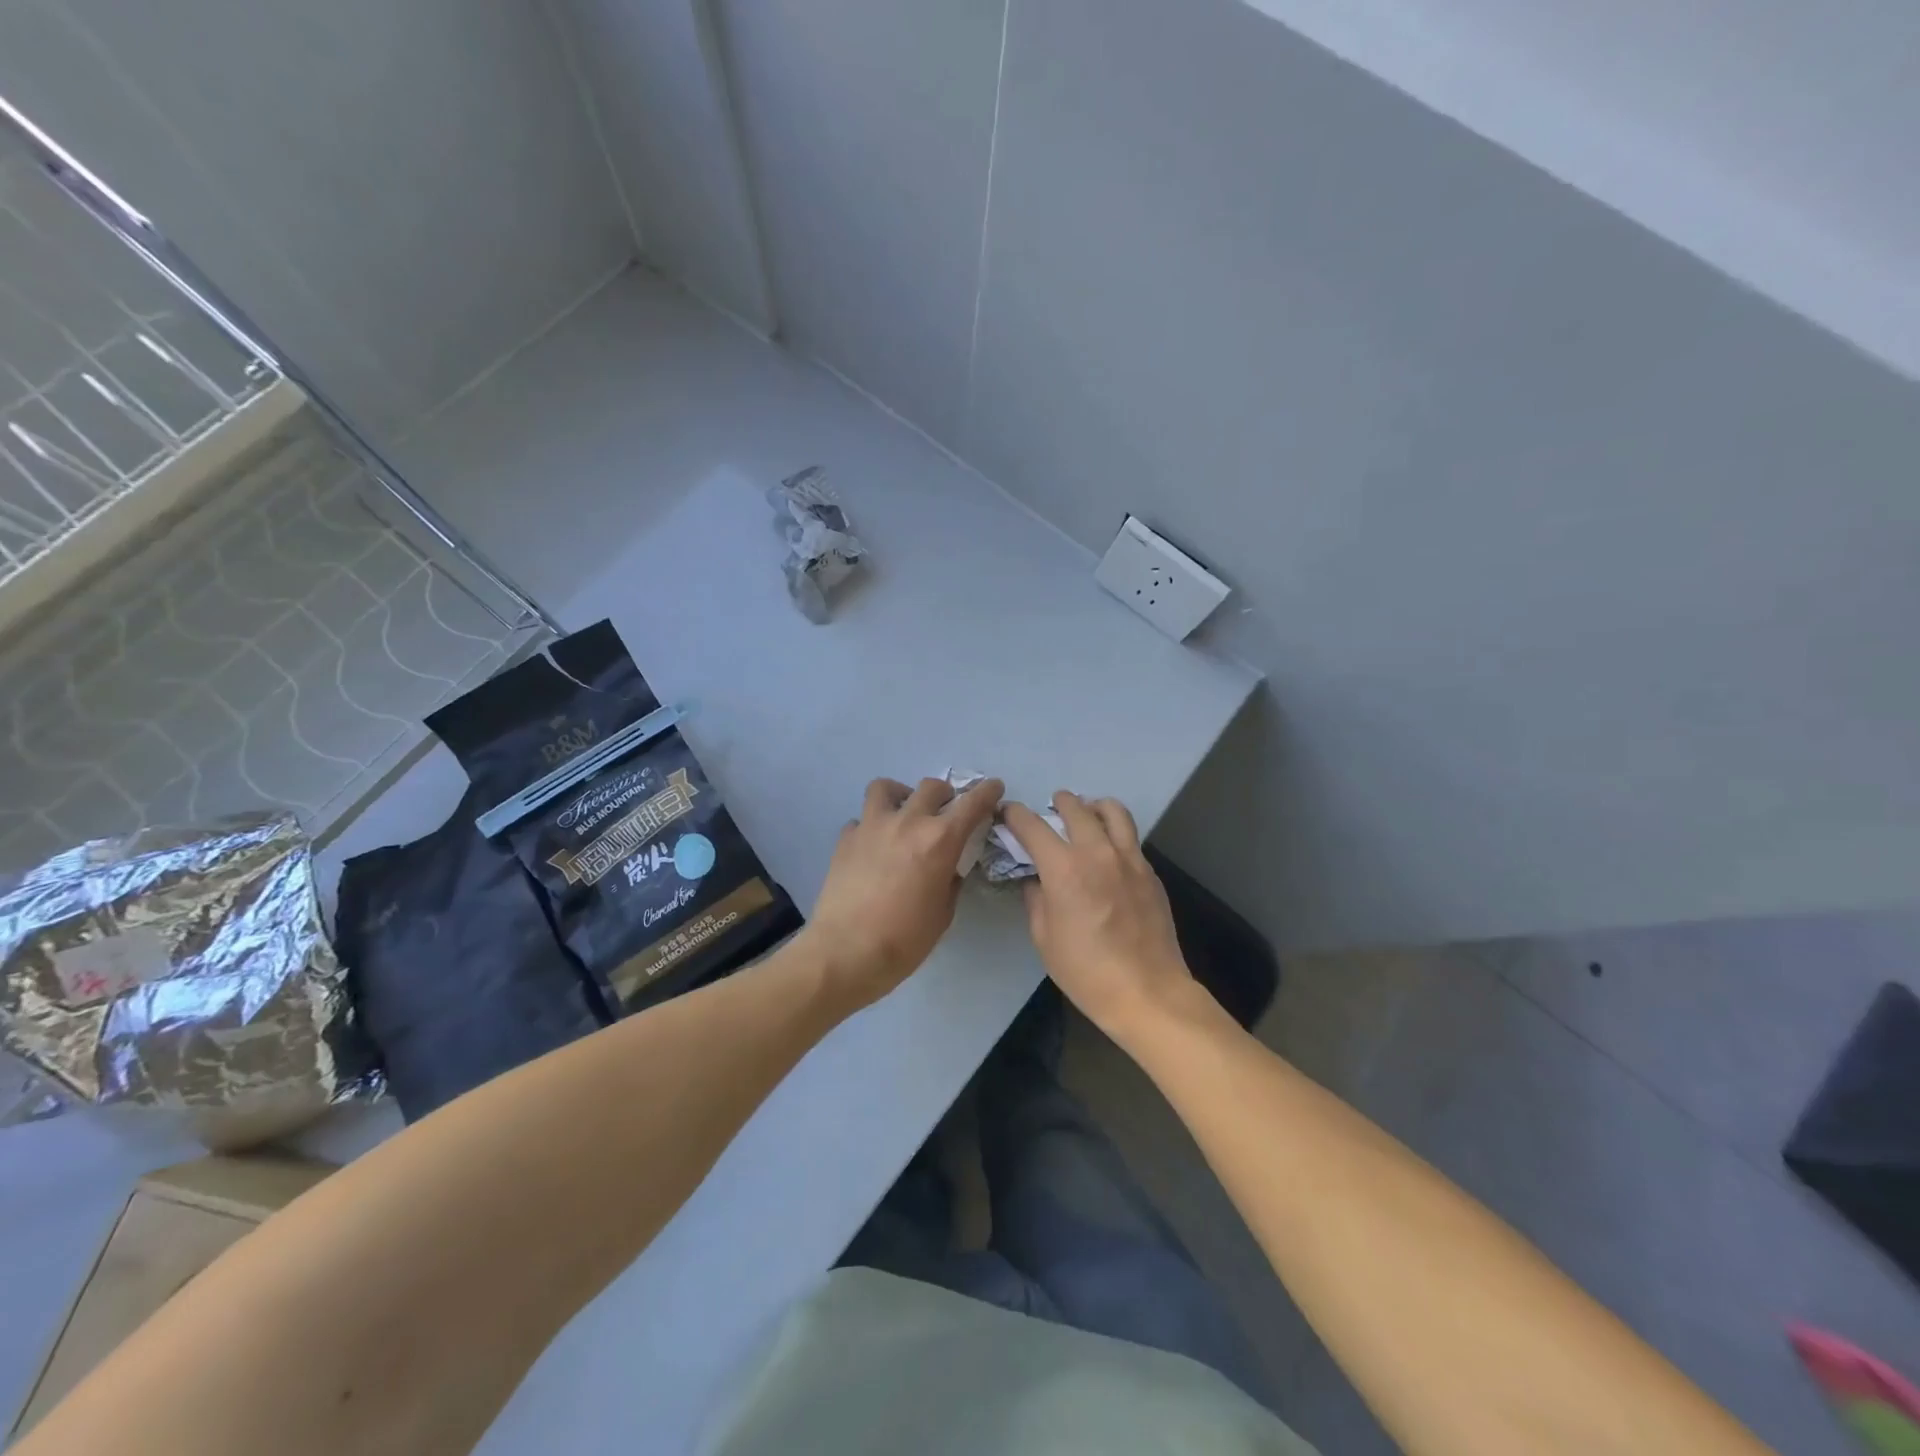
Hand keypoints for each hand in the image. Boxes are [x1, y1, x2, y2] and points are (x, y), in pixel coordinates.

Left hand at [804, 776, 1003, 1009]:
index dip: (987, 792)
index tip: (993, 787)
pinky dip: (871, 826)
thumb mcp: (943, 913)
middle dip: (945, 794)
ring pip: (886, 787)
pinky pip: (861, 819)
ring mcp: (872, 826)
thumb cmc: (905, 940)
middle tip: (945, 811)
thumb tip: (948, 867)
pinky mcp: (845, 838)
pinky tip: (873, 846)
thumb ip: (950, 880)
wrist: (846, 952)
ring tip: (902, 813)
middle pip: (931, 786)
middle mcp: (907, 822)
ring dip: (900, 795)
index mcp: (940, 840)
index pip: (972, 803)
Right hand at [1002, 792, 1197, 1044]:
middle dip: (1057, 803)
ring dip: (1093, 806)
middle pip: (1075, 808)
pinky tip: (1107, 851)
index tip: (1007, 814)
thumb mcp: (1043, 937)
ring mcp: (1129, 859)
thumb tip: (1036, 879)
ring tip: (1085, 813)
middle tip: (1049, 811)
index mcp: (1064, 868)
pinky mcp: (1150, 872)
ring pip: (1112, 811)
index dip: (1015, 815)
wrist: (1146, 991)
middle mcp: (1097, 852)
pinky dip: (1114, 832)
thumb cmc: (1085, 970)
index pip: (1032, 825)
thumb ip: (1036, 898)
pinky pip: (1130, 838)